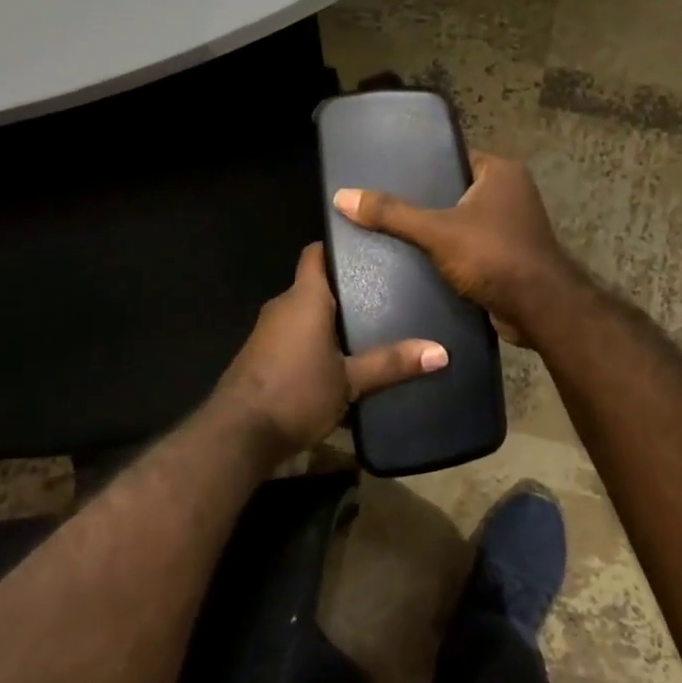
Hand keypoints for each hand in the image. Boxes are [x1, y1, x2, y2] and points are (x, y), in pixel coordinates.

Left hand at [213, 244, 447, 462]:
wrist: (239, 435)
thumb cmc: (297, 393)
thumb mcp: (350, 380)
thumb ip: (391, 363)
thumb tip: (442, 352)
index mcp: (303, 298)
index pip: (316, 254)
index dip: (338, 247)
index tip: (368, 248)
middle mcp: (282, 306)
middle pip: (315, 286)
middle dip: (345, 291)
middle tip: (385, 293)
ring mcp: (267, 332)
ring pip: (304, 315)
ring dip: (330, 321)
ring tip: (370, 327)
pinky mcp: (261, 357)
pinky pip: (293, 338)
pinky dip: (314, 343)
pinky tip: (340, 362)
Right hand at [332, 149, 579, 348]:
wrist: (539, 309)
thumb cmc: (493, 255)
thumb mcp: (436, 231)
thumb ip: (391, 214)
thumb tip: (342, 196)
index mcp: (501, 171)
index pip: (454, 156)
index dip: (423, 164)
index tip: (389, 173)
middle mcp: (511, 192)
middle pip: (456, 189)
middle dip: (425, 200)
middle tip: (384, 205)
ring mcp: (513, 225)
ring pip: (463, 220)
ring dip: (437, 229)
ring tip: (393, 232)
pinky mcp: (509, 255)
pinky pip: (471, 246)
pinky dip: (450, 252)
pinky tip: (418, 260)